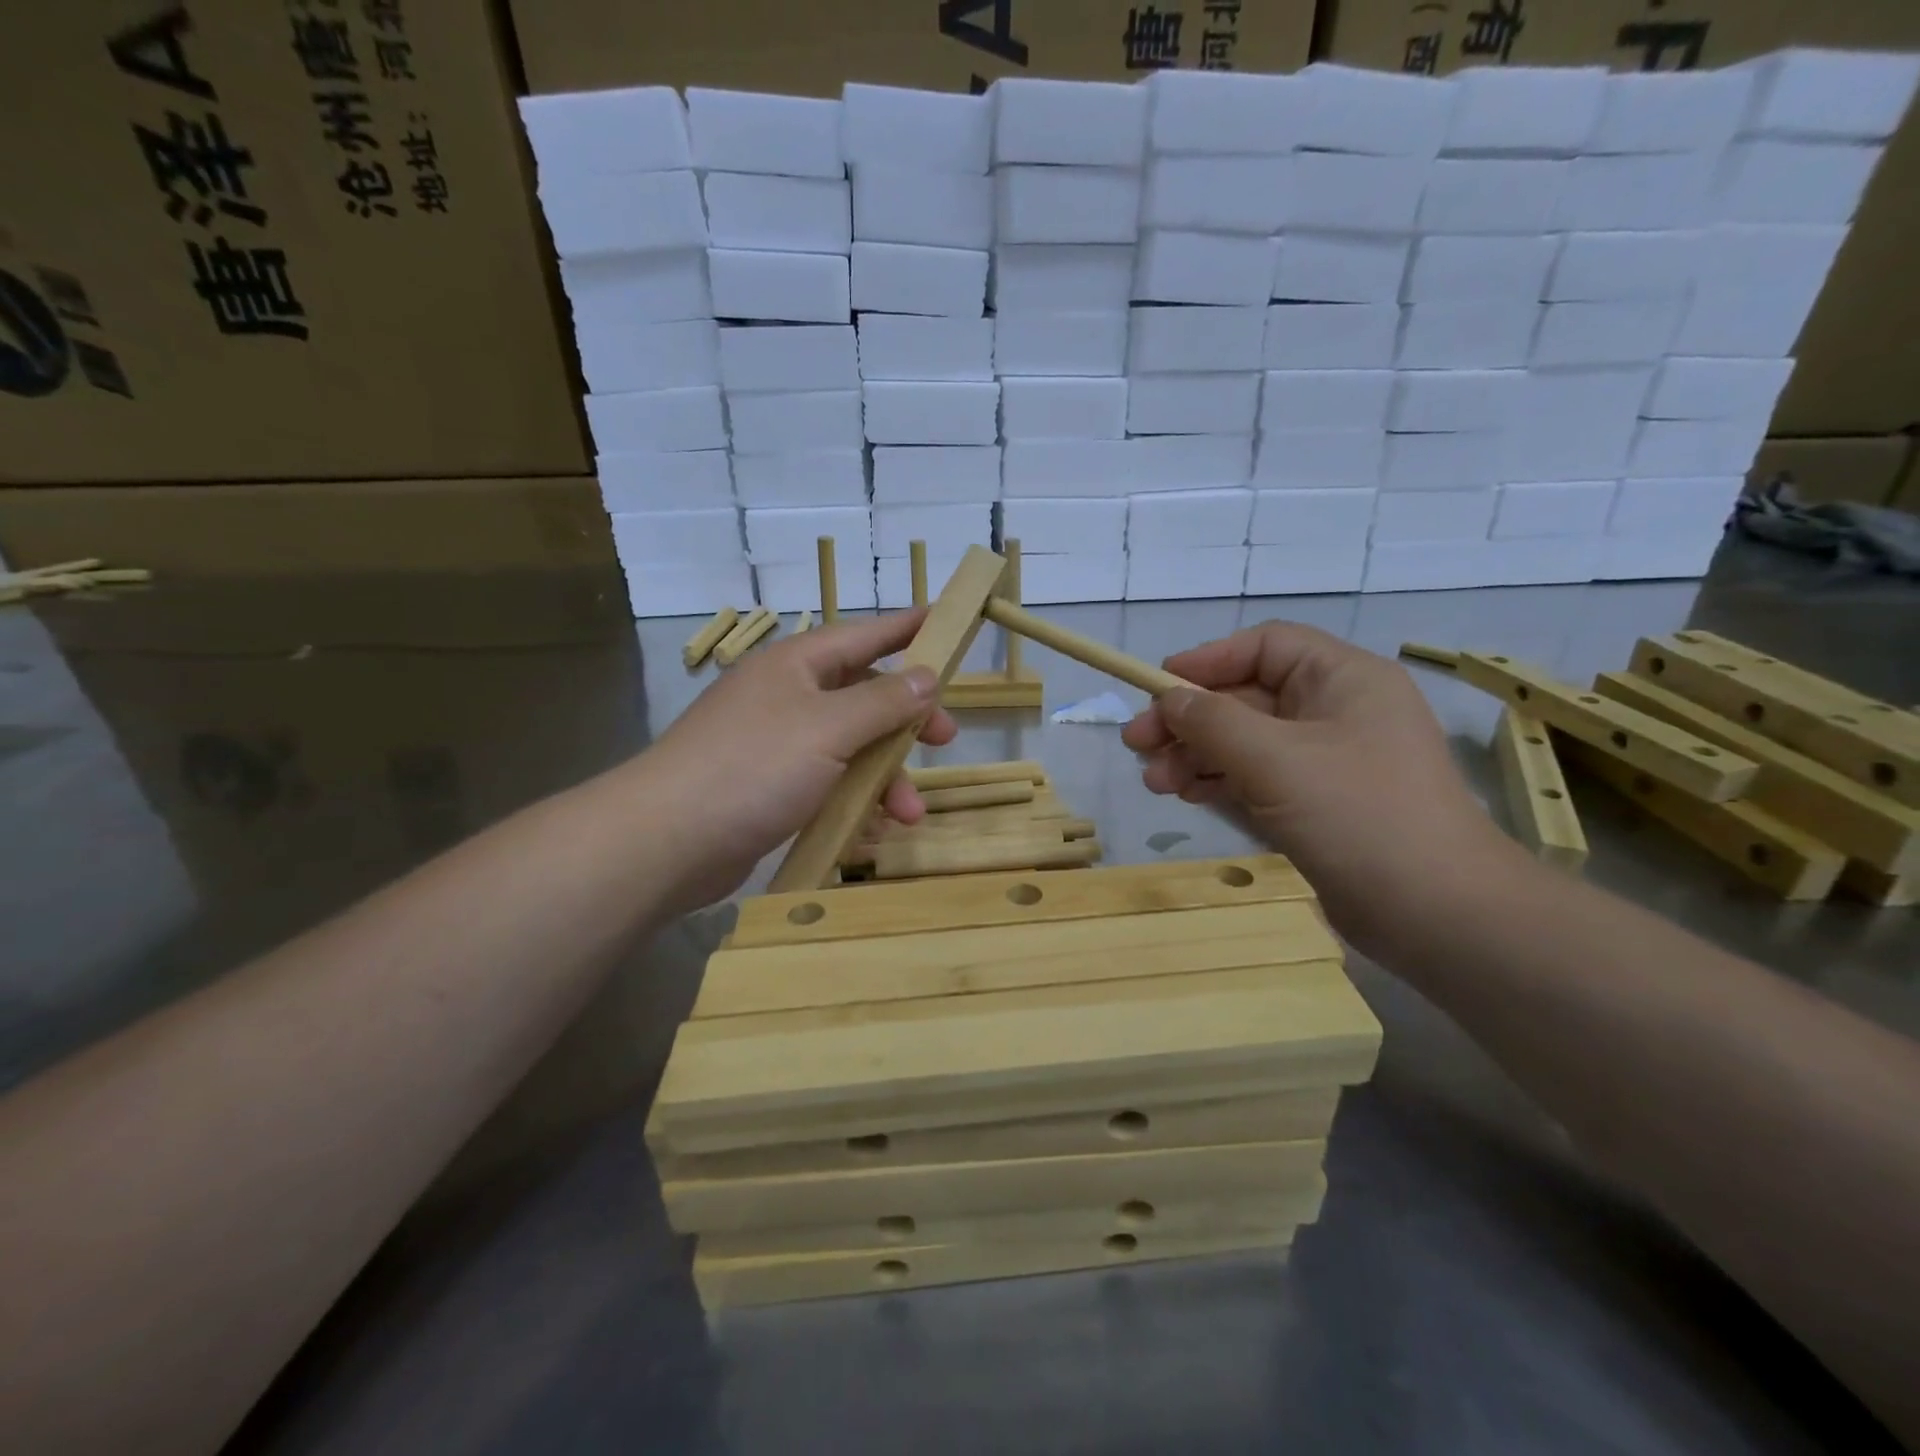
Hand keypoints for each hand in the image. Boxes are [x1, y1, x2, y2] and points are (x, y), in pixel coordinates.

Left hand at [626, 611, 956, 910]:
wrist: (666, 841)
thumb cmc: (753, 767)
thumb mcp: (829, 728)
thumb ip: (883, 701)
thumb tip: (926, 675)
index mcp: (796, 666)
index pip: (864, 635)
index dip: (907, 629)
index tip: (947, 623)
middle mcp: (786, 698)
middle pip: (862, 696)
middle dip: (906, 720)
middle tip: (944, 739)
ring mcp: (774, 745)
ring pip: (848, 748)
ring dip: (884, 777)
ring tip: (908, 815)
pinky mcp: (767, 788)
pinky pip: (826, 784)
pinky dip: (853, 802)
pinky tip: (872, 831)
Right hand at [1122, 622, 1518, 956]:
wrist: (1437, 914)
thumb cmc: (1359, 815)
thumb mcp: (1276, 759)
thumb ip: (1213, 721)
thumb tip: (1169, 700)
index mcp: (1343, 679)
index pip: (1265, 647)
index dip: (1208, 660)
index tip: (1156, 686)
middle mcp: (1335, 711)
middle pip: (1246, 697)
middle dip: (1190, 719)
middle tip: (1137, 745)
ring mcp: (1326, 761)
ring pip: (1245, 741)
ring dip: (1196, 755)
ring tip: (1154, 781)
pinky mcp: (1316, 804)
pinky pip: (1256, 777)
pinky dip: (1218, 781)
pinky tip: (1184, 794)